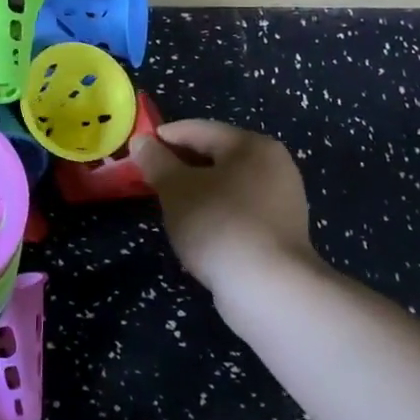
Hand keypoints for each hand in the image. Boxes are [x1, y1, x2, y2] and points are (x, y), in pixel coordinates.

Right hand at [129, 120, 322, 294]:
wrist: (269, 290)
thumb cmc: (218, 224)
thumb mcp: (176, 188)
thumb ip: (156, 160)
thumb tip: (141, 141)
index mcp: (252, 145)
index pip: (198, 129)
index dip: (164, 137)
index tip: (137, 150)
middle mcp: (274, 165)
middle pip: (215, 155)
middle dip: (180, 166)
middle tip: (150, 179)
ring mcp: (283, 200)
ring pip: (227, 185)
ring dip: (197, 191)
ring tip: (169, 206)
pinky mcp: (282, 232)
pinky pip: (239, 210)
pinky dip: (215, 213)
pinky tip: (197, 230)